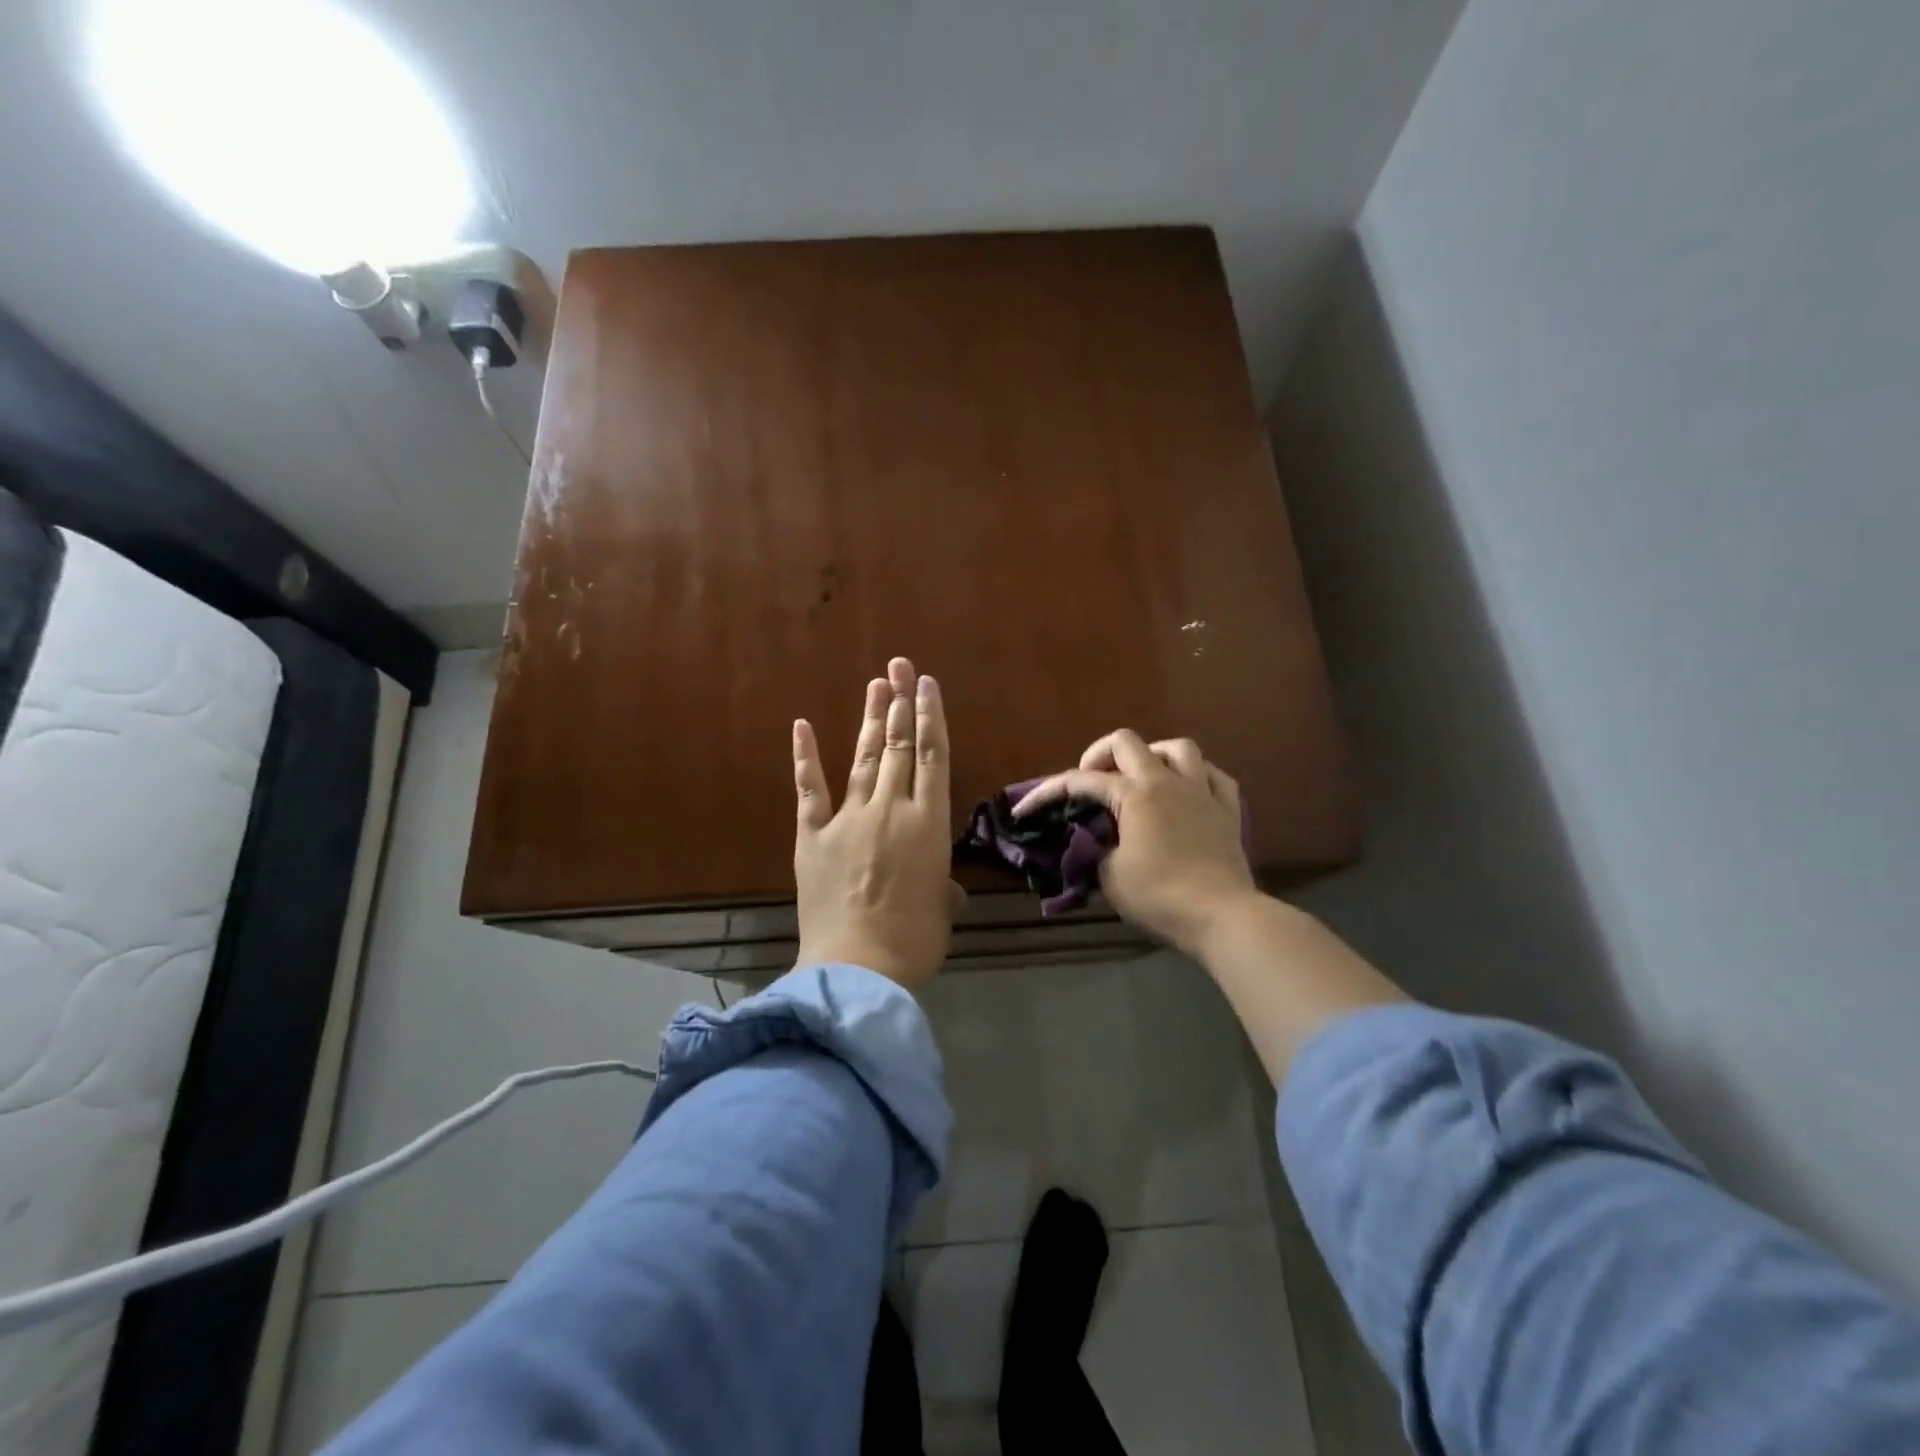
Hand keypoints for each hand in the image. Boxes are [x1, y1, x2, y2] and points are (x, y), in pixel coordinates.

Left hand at [792, 656, 960, 990]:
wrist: (857, 968)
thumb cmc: (914, 942)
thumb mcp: (941, 911)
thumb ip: (942, 889)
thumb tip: (944, 888)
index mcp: (929, 824)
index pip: (933, 757)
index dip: (930, 717)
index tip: (926, 685)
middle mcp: (891, 809)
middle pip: (897, 746)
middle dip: (900, 703)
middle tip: (899, 666)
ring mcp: (849, 819)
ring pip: (862, 758)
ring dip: (869, 720)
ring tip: (876, 685)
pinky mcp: (813, 835)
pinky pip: (810, 789)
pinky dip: (805, 757)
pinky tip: (802, 725)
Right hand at [1014, 730, 1257, 956]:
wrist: (1222, 916)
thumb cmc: (1160, 897)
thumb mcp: (1110, 878)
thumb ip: (1095, 851)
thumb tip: (1094, 842)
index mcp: (1134, 795)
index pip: (1081, 782)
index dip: (1048, 792)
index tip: (1026, 809)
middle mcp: (1167, 781)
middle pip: (1127, 742)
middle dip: (1099, 754)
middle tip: (1090, 780)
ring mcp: (1202, 791)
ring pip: (1178, 747)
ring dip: (1152, 754)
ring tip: (1141, 776)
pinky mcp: (1228, 809)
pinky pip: (1214, 775)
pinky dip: (1196, 776)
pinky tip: (1187, 790)